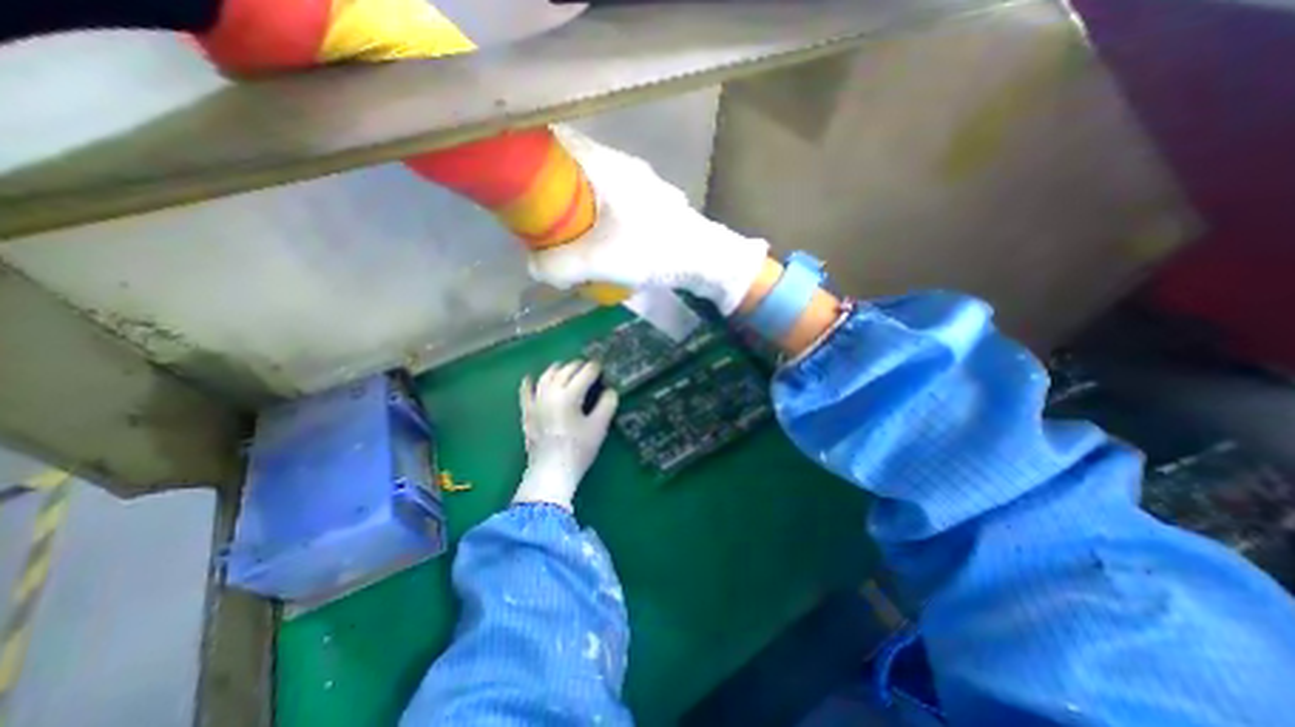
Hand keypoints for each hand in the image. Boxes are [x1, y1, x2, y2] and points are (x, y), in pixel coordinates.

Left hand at [513, 359, 619, 510]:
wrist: (550, 472)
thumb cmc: (578, 450)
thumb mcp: (599, 427)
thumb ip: (607, 404)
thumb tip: (610, 390)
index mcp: (569, 395)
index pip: (585, 373)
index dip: (595, 368)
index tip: (602, 367)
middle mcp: (550, 393)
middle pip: (565, 371)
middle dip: (578, 366)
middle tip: (588, 367)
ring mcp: (536, 402)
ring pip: (546, 377)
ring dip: (557, 369)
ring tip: (565, 367)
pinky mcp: (527, 413)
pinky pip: (525, 393)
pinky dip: (529, 383)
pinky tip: (530, 377)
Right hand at [525, 128, 766, 316]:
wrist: (704, 258)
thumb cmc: (655, 251)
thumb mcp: (601, 261)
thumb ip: (560, 265)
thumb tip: (532, 266)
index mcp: (604, 165)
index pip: (555, 141)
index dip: (528, 156)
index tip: (513, 182)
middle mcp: (619, 164)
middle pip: (570, 165)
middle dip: (549, 189)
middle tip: (537, 219)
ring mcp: (637, 181)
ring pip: (591, 183)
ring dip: (574, 204)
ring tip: (566, 235)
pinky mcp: (648, 201)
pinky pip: (609, 198)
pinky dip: (594, 213)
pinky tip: (597, 240)